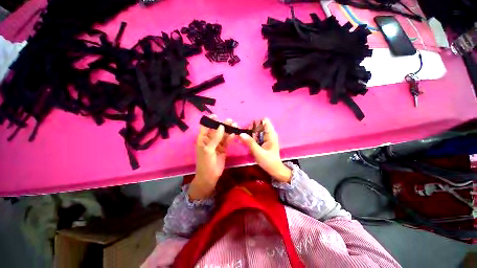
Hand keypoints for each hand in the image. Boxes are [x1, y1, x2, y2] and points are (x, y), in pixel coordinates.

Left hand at [188, 116, 235, 199]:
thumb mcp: (208, 150)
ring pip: (223, 135)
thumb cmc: (205, 162)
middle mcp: (210, 140)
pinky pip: (227, 141)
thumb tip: (221, 126)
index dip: (210, 121)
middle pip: (216, 130)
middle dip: (222, 124)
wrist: (210, 176)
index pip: (205, 127)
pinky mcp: (223, 149)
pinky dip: (230, 138)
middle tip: (230, 120)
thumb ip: (215, 138)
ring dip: (229, 130)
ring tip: (235, 125)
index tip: (216, 115)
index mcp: (203, 139)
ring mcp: (217, 144)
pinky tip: (234, 134)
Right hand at [239, 118, 291, 182]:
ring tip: (245, 139)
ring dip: (250, 133)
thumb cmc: (268, 162)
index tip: (249, 129)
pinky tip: (247, 142)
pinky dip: (251, 137)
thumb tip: (241, 134)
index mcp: (271, 134)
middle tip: (245, 136)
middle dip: (251, 128)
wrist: (274, 169)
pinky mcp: (263, 141)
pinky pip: (256, 135)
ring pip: (256, 130)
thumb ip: (250, 143)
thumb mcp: (258, 153)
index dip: (256, 122)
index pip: (265, 120)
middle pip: (259, 124)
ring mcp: (266, 137)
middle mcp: (269, 133)